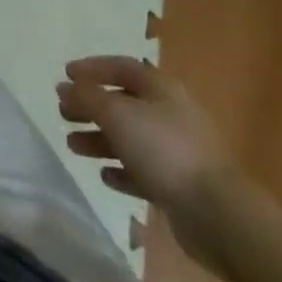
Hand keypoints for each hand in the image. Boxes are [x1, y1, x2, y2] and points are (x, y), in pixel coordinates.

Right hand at [58, 57, 235, 268]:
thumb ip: (87, 97)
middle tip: (64, 113)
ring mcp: (176, 151)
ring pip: (130, 138)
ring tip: (72, 145)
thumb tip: (64, 86)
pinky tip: (106, 176)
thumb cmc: (164, 150)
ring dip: (100, 139)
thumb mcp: (118, 114)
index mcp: (160, 88)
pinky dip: (122, 170)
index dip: (92, 68)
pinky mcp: (179, 186)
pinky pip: (143, 171)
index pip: (121, 67)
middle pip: (123, 103)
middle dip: (92, 107)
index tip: (65, 75)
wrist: (217, 214)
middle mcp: (169, 114)